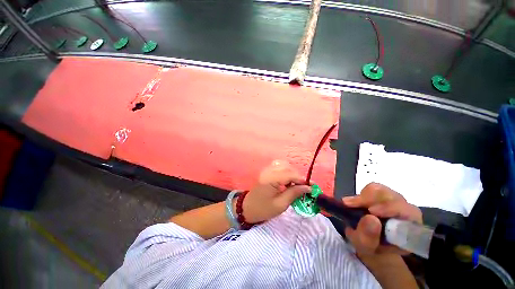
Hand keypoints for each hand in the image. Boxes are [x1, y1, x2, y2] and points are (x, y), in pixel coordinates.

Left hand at [241, 160, 311, 222]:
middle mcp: (269, 171)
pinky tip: (289, 183)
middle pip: (288, 168)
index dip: (302, 180)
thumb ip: (294, 193)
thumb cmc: (263, 209)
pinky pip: (280, 169)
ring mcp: (267, 171)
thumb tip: (307, 187)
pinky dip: (287, 174)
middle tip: (305, 187)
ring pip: (284, 167)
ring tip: (298, 186)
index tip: (312, 187)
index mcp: (272, 179)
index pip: (290, 174)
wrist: (247, 208)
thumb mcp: (280, 204)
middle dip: (298, 177)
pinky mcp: (267, 173)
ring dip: (293, 175)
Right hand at [342, 183, 421, 257]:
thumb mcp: (366, 247)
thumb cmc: (371, 247)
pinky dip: (362, 193)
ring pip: (382, 190)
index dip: (390, 208)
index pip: (409, 212)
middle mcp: (406, 212)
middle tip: (350, 205)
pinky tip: (357, 203)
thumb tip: (370, 218)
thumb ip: (368, 237)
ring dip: (364, 196)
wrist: (370, 241)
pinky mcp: (384, 195)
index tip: (370, 211)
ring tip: (351, 205)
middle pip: (392, 197)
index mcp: (410, 229)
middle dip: (370, 199)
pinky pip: (373, 188)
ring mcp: (395, 201)